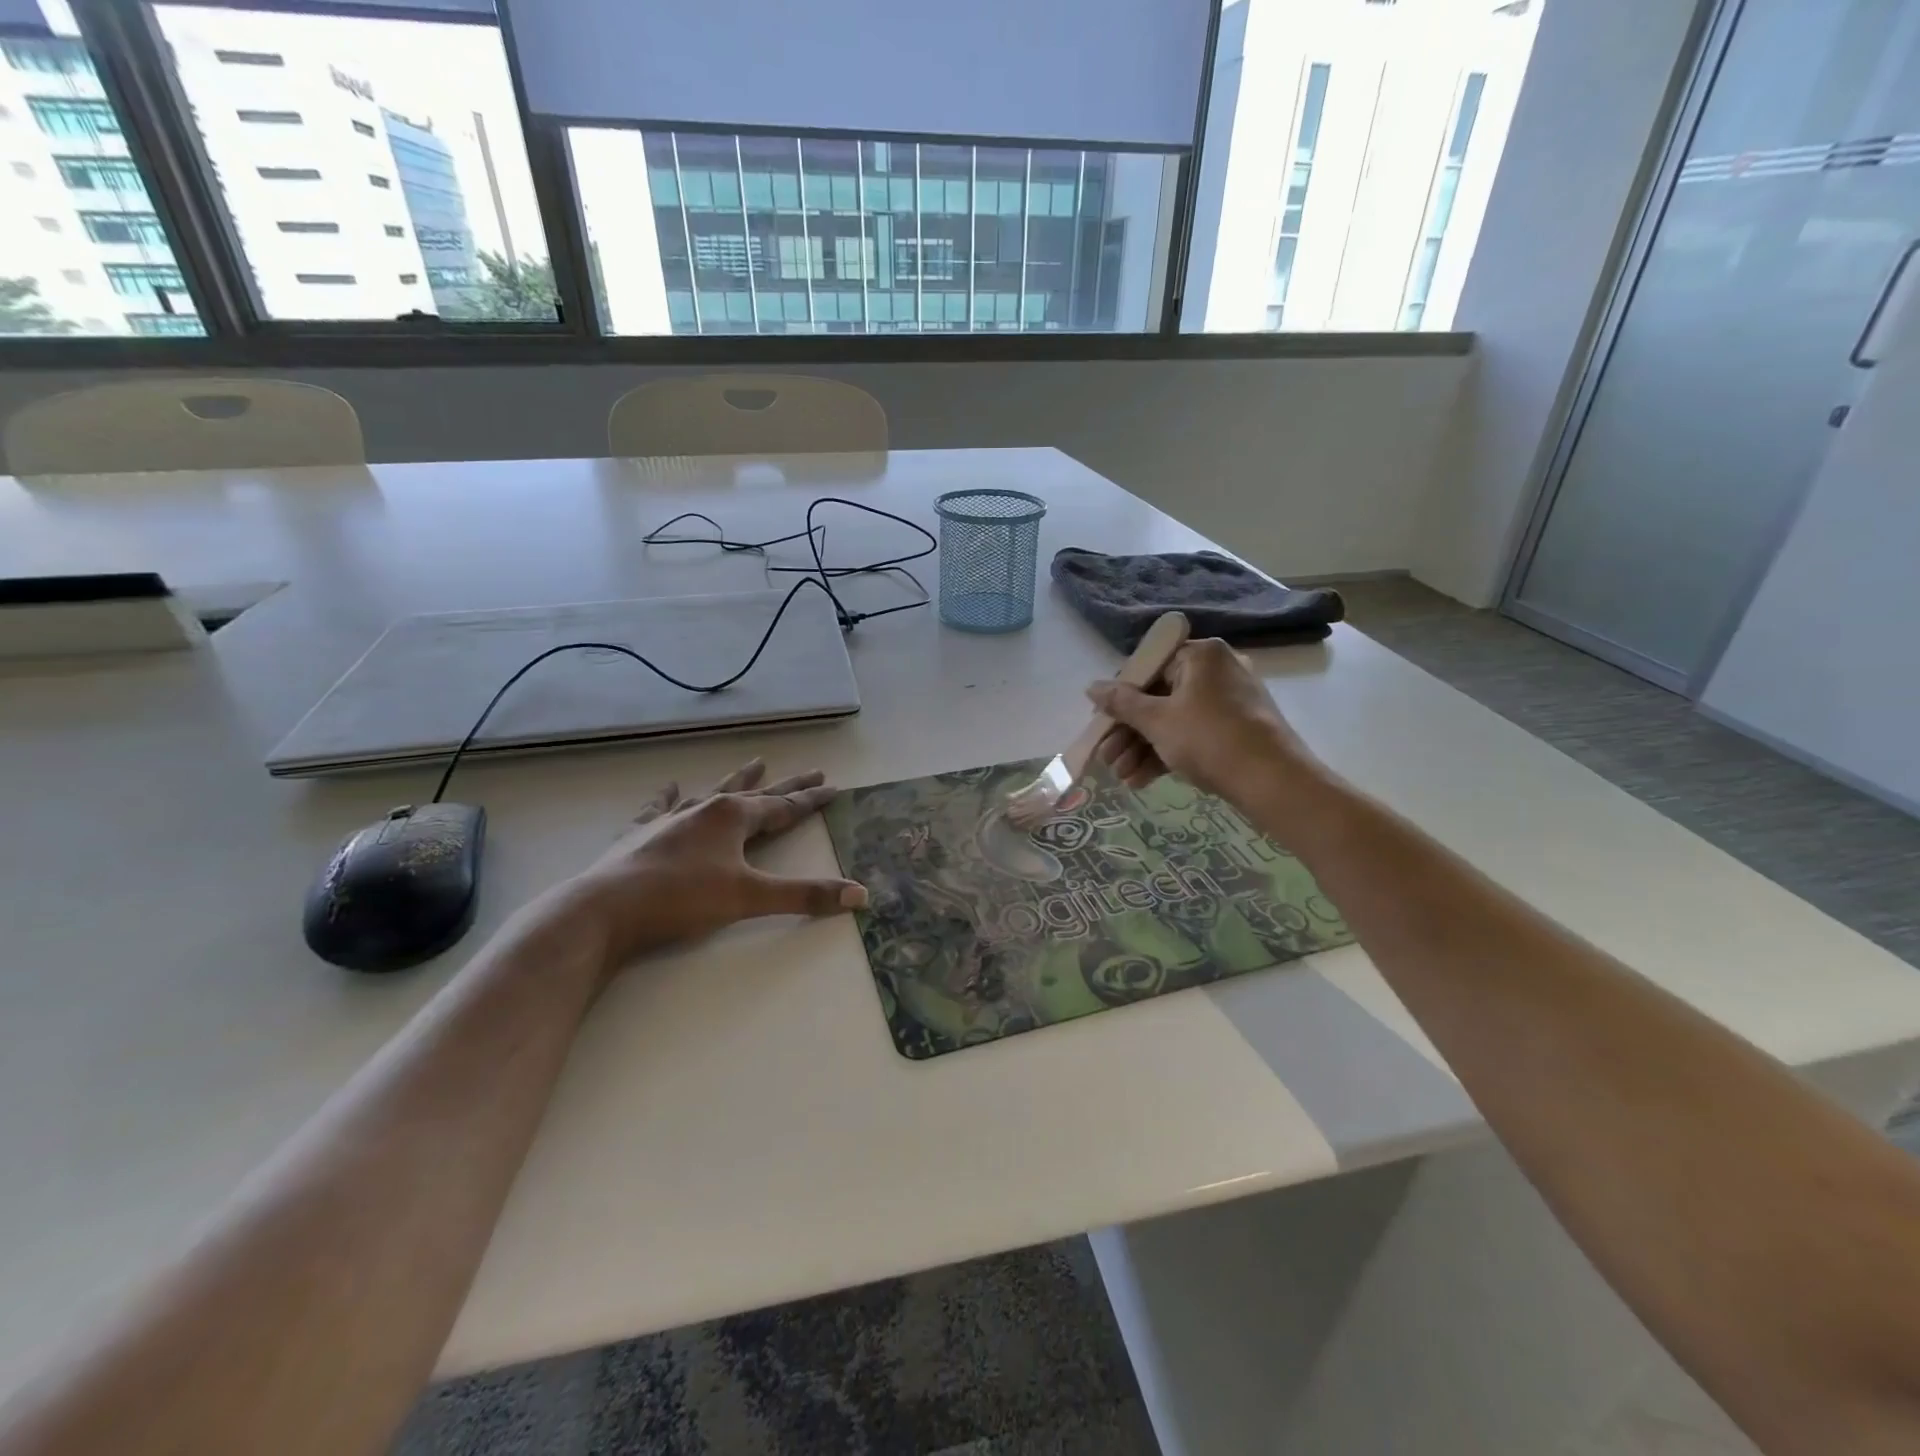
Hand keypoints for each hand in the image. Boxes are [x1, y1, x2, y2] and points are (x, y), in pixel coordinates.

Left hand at [560, 759, 866, 968]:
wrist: (605, 909)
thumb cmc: (682, 899)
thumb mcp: (750, 898)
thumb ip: (805, 895)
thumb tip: (861, 895)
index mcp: (733, 817)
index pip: (784, 806)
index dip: (811, 798)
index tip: (833, 787)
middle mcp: (706, 809)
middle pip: (756, 792)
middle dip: (786, 783)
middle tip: (812, 768)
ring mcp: (671, 819)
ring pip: (713, 792)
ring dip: (737, 780)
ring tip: (755, 762)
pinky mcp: (641, 834)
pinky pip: (660, 808)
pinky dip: (667, 797)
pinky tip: (668, 786)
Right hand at [1088, 639, 1319, 803]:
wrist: (1273, 781)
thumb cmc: (1209, 739)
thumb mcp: (1157, 721)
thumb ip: (1121, 703)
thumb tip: (1091, 687)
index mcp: (1200, 655)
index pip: (1147, 668)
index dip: (1119, 697)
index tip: (1102, 723)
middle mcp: (1216, 670)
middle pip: (1158, 697)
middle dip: (1129, 733)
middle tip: (1107, 758)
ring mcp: (1229, 701)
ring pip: (1174, 720)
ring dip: (1143, 748)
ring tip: (1122, 777)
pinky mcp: (1236, 729)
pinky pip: (1193, 734)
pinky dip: (1168, 754)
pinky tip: (1141, 781)